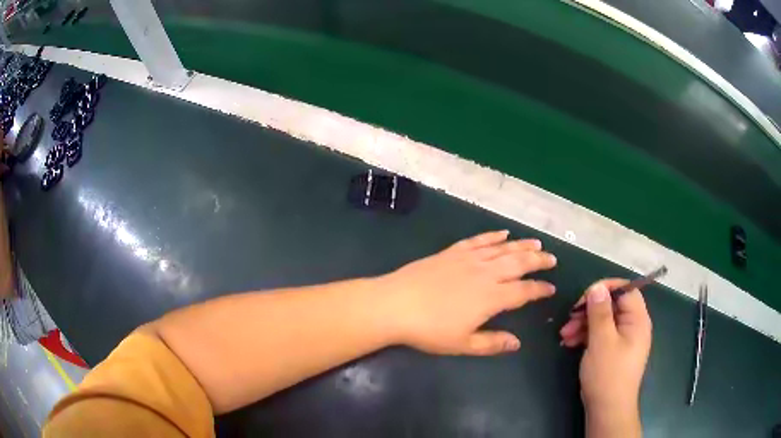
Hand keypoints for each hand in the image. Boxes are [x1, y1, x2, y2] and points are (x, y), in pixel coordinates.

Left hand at [378, 230, 556, 355]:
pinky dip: (493, 236)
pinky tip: (503, 233)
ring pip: (502, 249)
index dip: (539, 289)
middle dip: (538, 261)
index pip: (524, 291)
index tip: (551, 288)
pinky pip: (478, 240)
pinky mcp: (452, 252)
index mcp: (491, 297)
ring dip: (522, 245)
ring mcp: (468, 259)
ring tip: (536, 244)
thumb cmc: (429, 330)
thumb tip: (517, 343)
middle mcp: (485, 274)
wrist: (395, 304)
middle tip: (552, 259)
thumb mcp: (463, 344)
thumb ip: (492, 343)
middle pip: (518, 264)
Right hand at [559, 279, 651, 435]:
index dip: (605, 288)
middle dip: (589, 310)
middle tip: (569, 319)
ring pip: (604, 320)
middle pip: (612, 305)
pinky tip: (570, 343)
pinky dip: (586, 336)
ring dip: (584, 324)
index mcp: (637, 319)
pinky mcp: (614, 351)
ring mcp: (624, 339)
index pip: (626, 290)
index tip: (584, 297)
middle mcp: (633, 325)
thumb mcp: (601, 341)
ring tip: (564, 335)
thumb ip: (600, 312)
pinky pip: (601, 334)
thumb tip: (597, 287)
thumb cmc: (608, 374)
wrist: (607, 409)